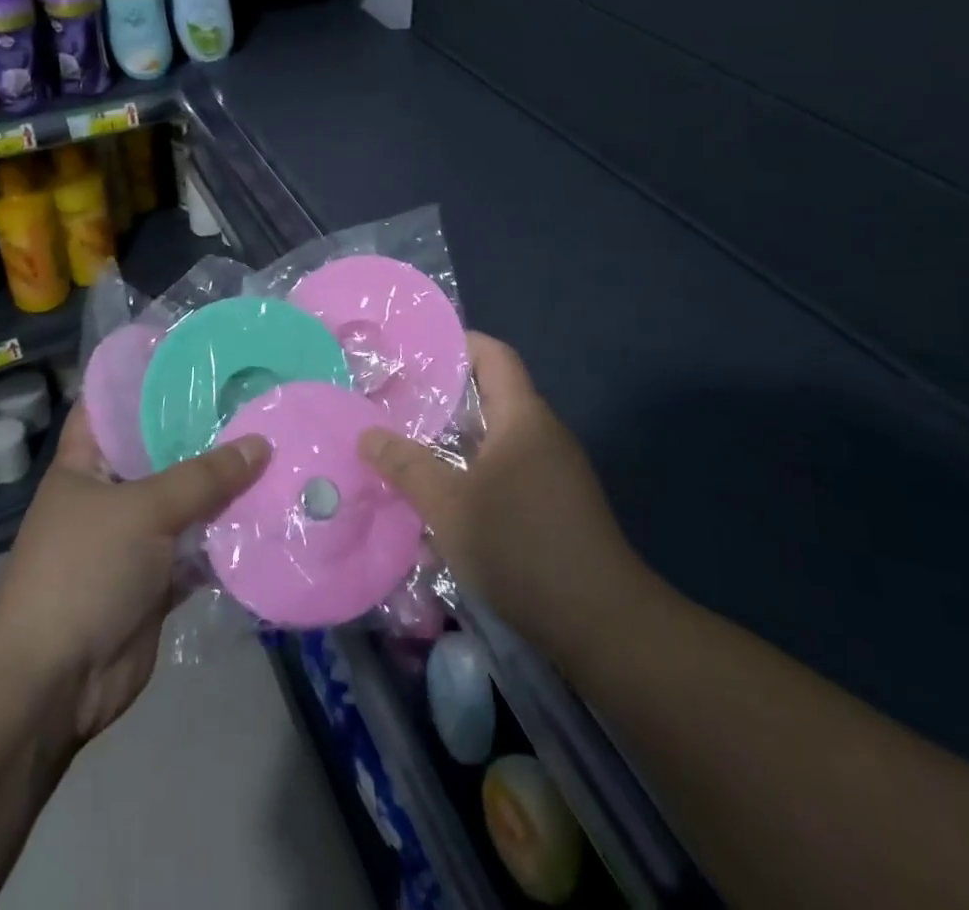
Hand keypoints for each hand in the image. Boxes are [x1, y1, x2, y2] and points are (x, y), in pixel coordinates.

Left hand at [0, 402, 269, 742]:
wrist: (53, 684)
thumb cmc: (82, 572)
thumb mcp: (143, 510)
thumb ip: (203, 477)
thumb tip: (261, 444)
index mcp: (86, 464)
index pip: (111, 404)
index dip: (145, 379)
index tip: (195, 357)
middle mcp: (110, 494)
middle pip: (161, 452)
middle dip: (205, 433)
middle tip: (256, 400)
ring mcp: (135, 539)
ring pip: (187, 501)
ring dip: (225, 487)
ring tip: (277, 447)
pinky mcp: (157, 579)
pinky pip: (200, 547)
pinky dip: (229, 536)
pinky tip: (271, 512)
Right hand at [359, 332, 644, 666]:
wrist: (602, 624)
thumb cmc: (521, 547)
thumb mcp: (449, 506)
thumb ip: (407, 466)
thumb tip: (366, 434)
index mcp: (523, 417)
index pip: (493, 354)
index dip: (455, 343)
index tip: (411, 353)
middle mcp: (542, 433)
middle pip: (490, 395)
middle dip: (442, 398)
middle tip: (393, 404)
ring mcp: (553, 471)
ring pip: (495, 438)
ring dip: (453, 442)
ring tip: (407, 450)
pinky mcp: (554, 504)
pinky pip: (506, 471)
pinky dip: (472, 473)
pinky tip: (441, 502)